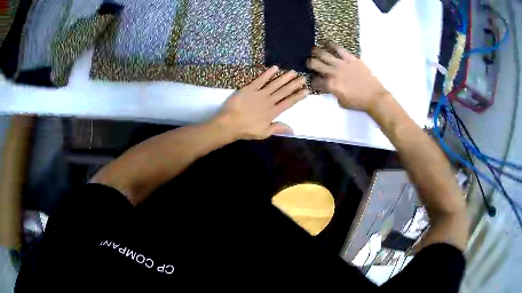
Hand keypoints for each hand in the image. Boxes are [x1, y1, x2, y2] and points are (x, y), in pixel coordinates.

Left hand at [215, 66, 308, 139]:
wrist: (230, 123)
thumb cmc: (247, 130)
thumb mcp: (264, 133)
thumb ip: (278, 128)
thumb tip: (293, 130)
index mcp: (273, 112)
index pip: (289, 102)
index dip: (298, 96)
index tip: (306, 91)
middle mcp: (269, 101)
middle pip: (284, 91)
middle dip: (294, 84)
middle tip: (303, 78)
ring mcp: (260, 93)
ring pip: (275, 84)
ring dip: (285, 78)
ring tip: (293, 72)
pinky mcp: (250, 88)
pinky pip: (260, 79)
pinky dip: (268, 73)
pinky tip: (275, 67)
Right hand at [307, 47, 388, 111]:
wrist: (375, 96)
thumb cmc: (359, 102)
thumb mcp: (342, 102)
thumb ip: (334, 93)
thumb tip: (331, 88)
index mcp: (330, 85)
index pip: (315, 81)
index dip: (312, 81)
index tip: (313, 80)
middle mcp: (333, 72)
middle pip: (315, 64)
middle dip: (309, 63)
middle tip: (308, 61)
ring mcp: (342, 64)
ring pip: (324, 54)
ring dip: (316, 52)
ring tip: (313, 50)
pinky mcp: (351, 59)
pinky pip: (339, 49)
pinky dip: (333, 46)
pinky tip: (329, 45)